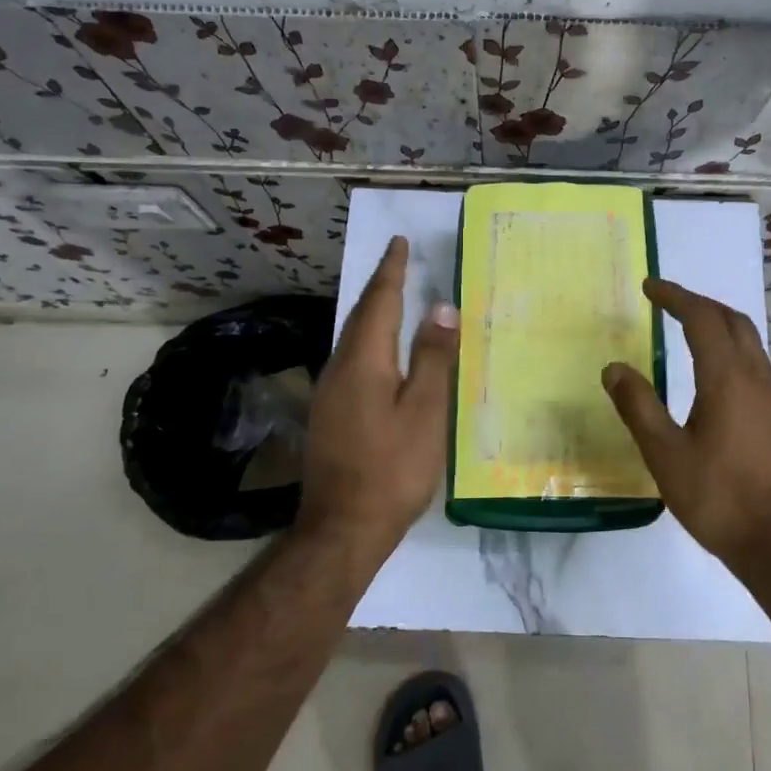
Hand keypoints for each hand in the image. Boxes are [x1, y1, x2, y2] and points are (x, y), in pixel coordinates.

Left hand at [301, 236, 458, 550]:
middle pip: (360, 316)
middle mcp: (339, 367)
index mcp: (364, 361)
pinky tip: (383, 353)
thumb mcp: (425, 412)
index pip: (379, 302)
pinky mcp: (329, 413)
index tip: (398, 242)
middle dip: (380, 286)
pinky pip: (351, 359)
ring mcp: (329, 392)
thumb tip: (441, 307)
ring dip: (373, 313)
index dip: (391, 271)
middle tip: (398, 263)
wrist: (342, 528)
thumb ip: (433, 358)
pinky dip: (370, 340)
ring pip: (352, 338)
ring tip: (394, 299)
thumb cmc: (392, 468)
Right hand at [602, 279, 770, 575]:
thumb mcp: (665, 455)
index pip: (702, 318)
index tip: (650, 287)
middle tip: (666, 301)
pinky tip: (712, 370)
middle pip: (731, 320)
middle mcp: (755, 377)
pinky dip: (729, 345)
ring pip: (747, 339)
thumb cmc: (719, 498)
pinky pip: (753, 360)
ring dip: (717, 322)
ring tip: (685, 325)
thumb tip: (614, 368)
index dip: (675, 297)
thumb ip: (638, 407)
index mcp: (727, 378)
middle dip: (698, 303)